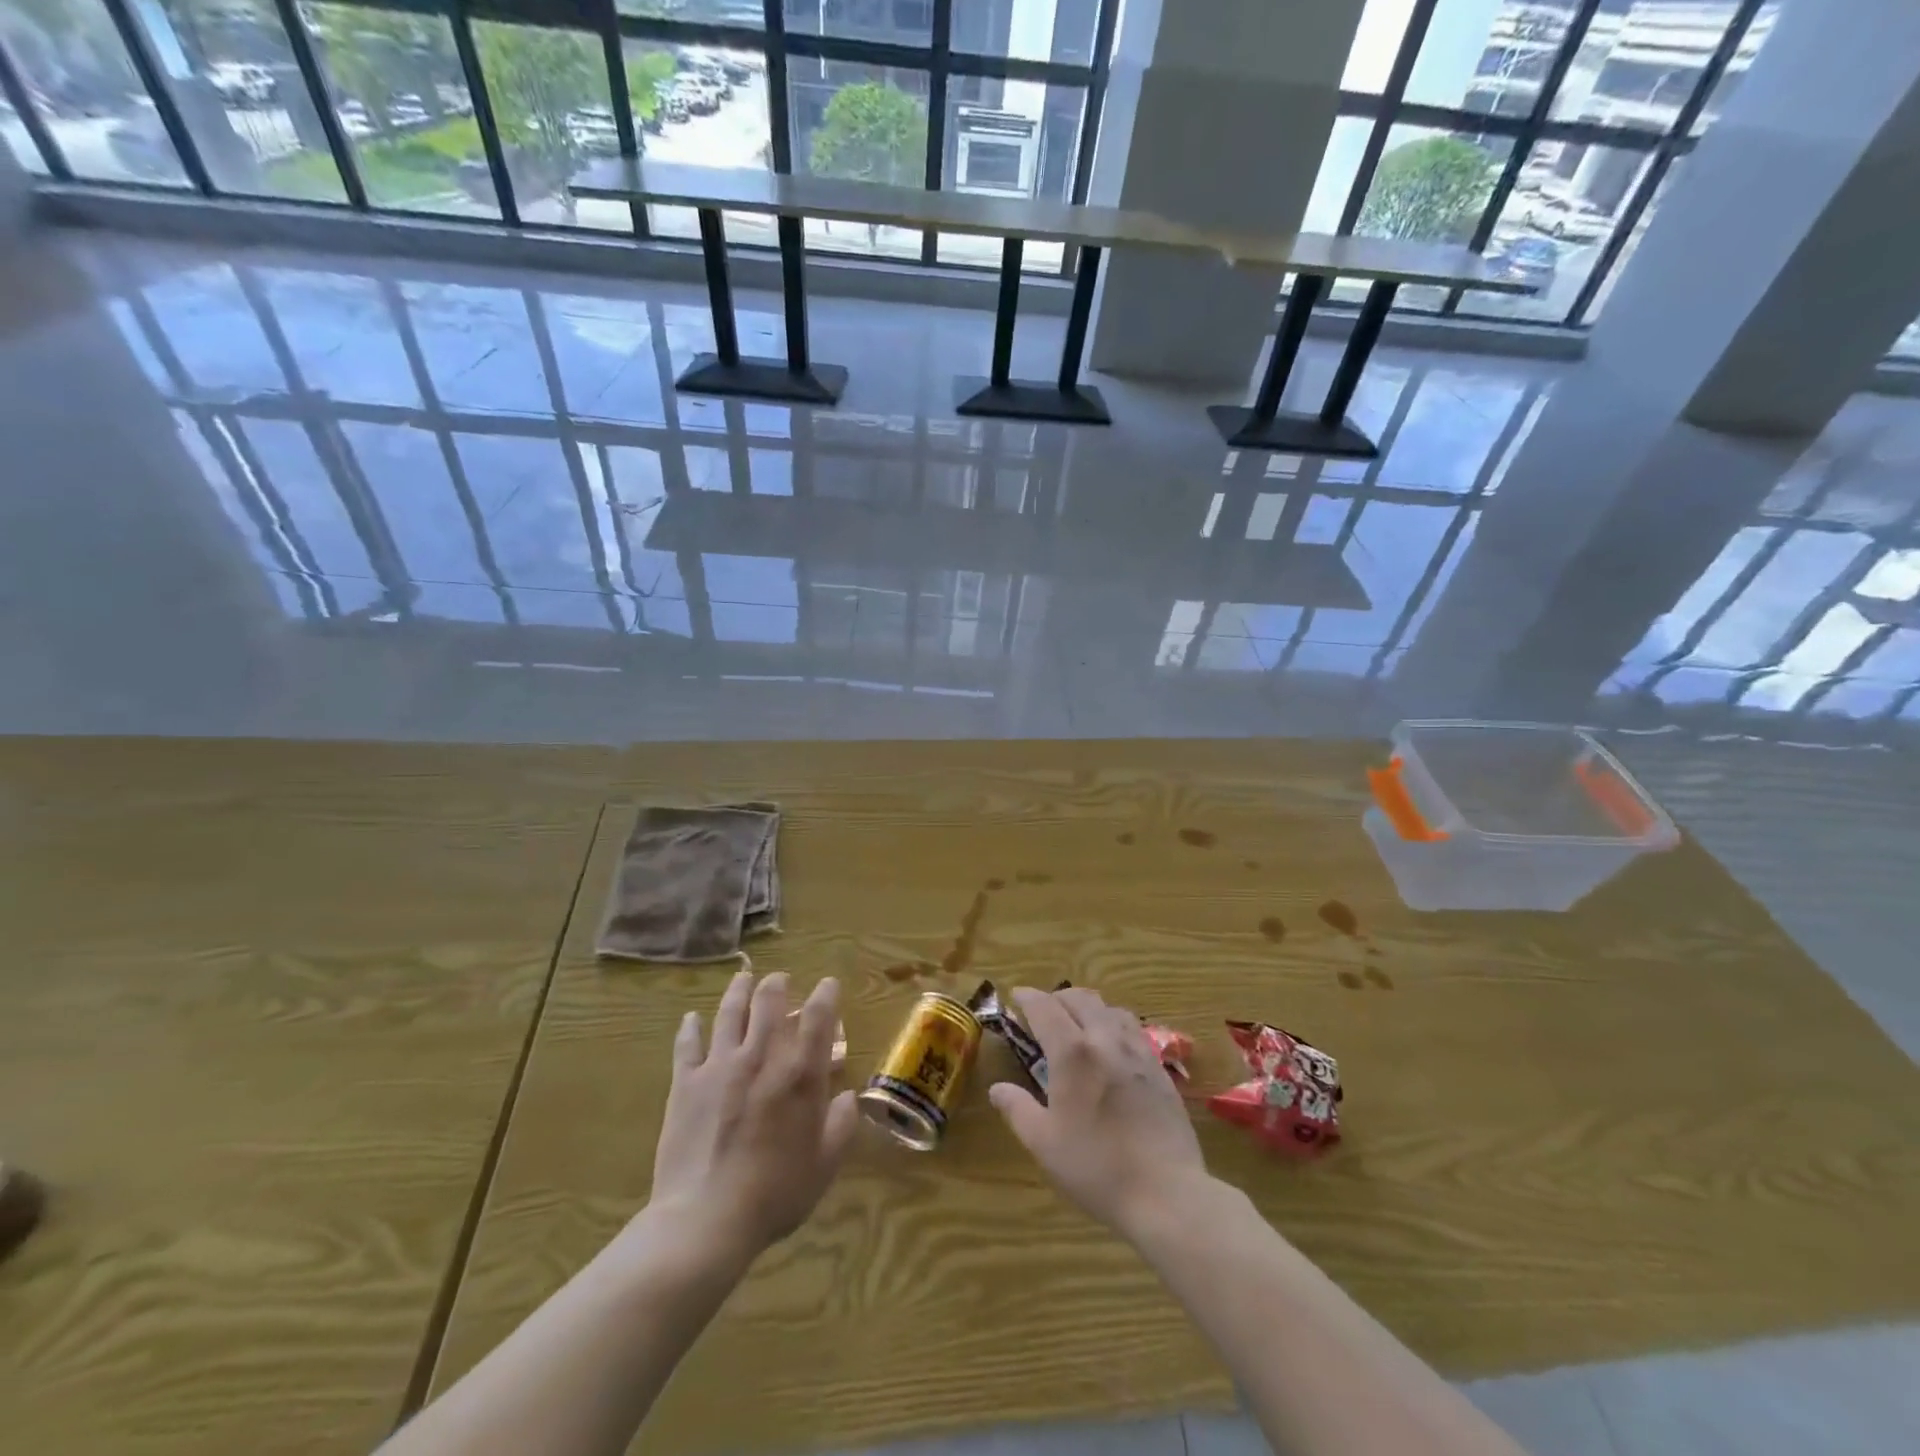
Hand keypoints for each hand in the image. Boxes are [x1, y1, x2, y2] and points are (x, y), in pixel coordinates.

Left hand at [648, 970, 856, 1263]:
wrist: (706, 1220)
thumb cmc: (775, 1193)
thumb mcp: (824, 1164)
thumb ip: (840, 1125)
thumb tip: (846, 1097)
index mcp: (800, 1073)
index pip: (817, 1016)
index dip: (825, 993)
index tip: (828, 984)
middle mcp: (761, 1056)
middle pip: (768, 1001)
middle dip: (777, 984)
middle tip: (780, 980)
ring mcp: (720, 1066)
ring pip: (729, 1013)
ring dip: (739, 991)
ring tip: (744, 978)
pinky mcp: (686, 1083)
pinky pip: (687, 1045)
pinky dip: (690, 1027)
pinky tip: (691, 1018)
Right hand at [989, 986, 1209, 1236]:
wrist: (1166, 1192)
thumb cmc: (1096, 1167)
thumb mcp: (1044, 1143)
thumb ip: (1018, 1109)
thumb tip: (997, 1089)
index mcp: (1073, 1052)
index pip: (1045, 1007)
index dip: (1027, 997)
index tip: (1015, 996)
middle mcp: (1106, 1039)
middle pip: (1080, 998)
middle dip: (1057, 997)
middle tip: (1043, 1012)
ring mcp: (1138, 1051)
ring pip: (1110, 1009)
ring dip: (1088, 1007)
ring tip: (1078, 1024)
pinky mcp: (1159, 1069)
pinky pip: (1133, 1029)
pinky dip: (1114, 1024)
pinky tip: (1112, 1048)